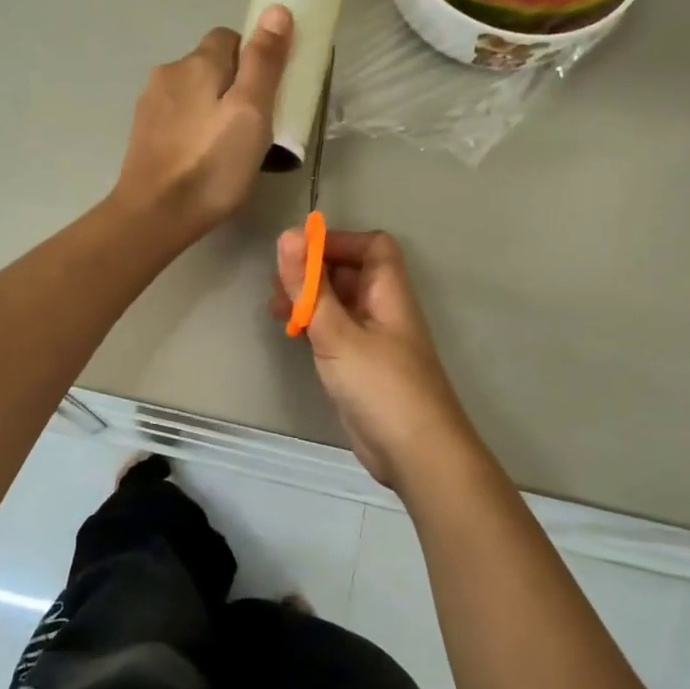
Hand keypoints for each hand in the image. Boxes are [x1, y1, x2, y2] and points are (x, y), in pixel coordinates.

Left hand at [114, 7, 292, 241]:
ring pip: (193, 93)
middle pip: (211, 66)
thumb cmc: (212, 165)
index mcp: (197, 62)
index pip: (230, 37)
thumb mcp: (251, 113)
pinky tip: (201, 159)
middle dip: (233, 87)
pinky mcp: (143, 132)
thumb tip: (276, 9)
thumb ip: (264, 62)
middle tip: (253, 128)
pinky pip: (178, 118)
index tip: (267, 96)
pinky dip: (193, 129)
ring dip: (212, 109)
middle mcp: (168, 72)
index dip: (253, 60)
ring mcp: (150, 104)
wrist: (155, 215)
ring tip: (227, 149)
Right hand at [270, 228, 471, 486]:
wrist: (415, 453)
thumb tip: (288, 235)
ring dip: (308, 299)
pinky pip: (335, 332)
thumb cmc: (380, 385)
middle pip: (351, 272)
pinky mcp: (361, 366)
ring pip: (339, 303)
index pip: (372, 246)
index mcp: (389, 292)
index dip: (337, 241)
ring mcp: (373, 340)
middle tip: (276, 283)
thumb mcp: (338, 333)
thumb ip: (310, 287)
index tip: (297, 252)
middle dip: (313, 271)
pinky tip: (290, 334)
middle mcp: (383, 310)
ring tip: (274, 309)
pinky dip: (312, 326)